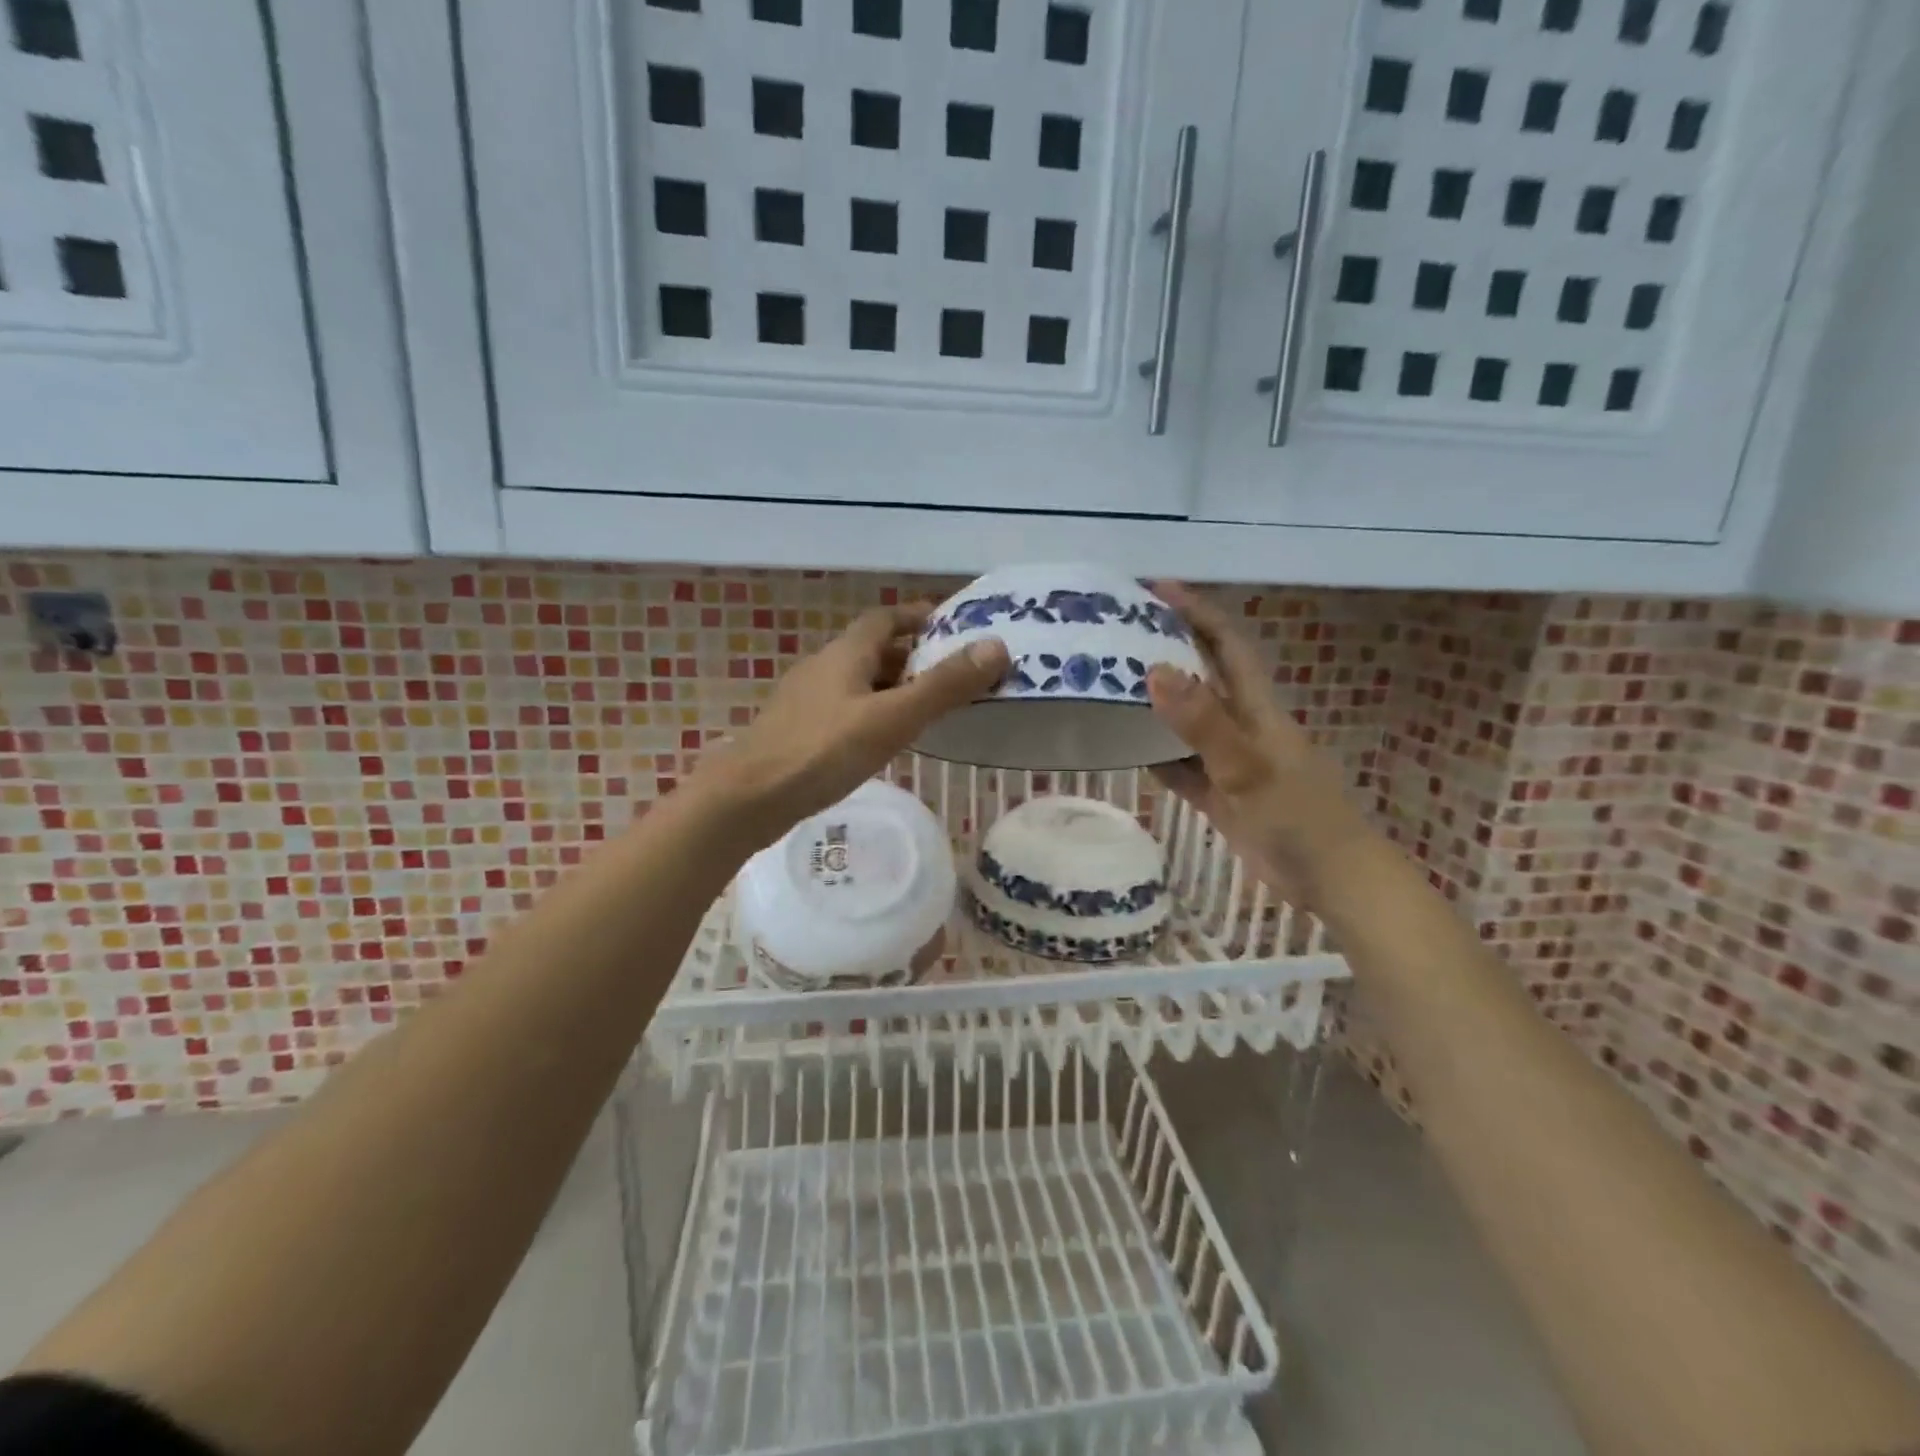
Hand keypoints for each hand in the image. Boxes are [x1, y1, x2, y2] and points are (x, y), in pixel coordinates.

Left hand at [694, 604, 1008, 850]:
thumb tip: (996, 646)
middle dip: (912, 656)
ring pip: (857, 682)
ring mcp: (805, 701)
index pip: (885, 618)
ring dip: (891, 687)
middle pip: (872, 650)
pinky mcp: (796, 731)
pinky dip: (871, 713)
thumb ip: (943, 686)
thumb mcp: (892, 718)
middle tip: (952, 674)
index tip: (952, 627)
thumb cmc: (822, 751)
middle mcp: (822, 667)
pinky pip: (844, 710)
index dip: (918, 616)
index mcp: (844, 653)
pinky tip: (883, 742)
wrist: (747, 799)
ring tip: (927, 709)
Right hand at [1144, 582, 1376, 909]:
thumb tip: (1155, 670)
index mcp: (1256, 707)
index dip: (1196, 612)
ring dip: (1155, 705)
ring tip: (1109, 687)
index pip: (1225, 644)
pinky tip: (1126, 751)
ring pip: (1187, 722)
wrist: (1330, 879)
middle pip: (1201, 676)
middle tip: (1117, 635)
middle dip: (1167, 650)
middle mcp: (1242, 725)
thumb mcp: (1247, 767)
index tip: (1155, 589)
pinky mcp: (1222, 795)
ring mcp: (1231, 761)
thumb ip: (1202, 722)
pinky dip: (1157, 758)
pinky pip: (1182, 767)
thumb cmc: (1297, 816)